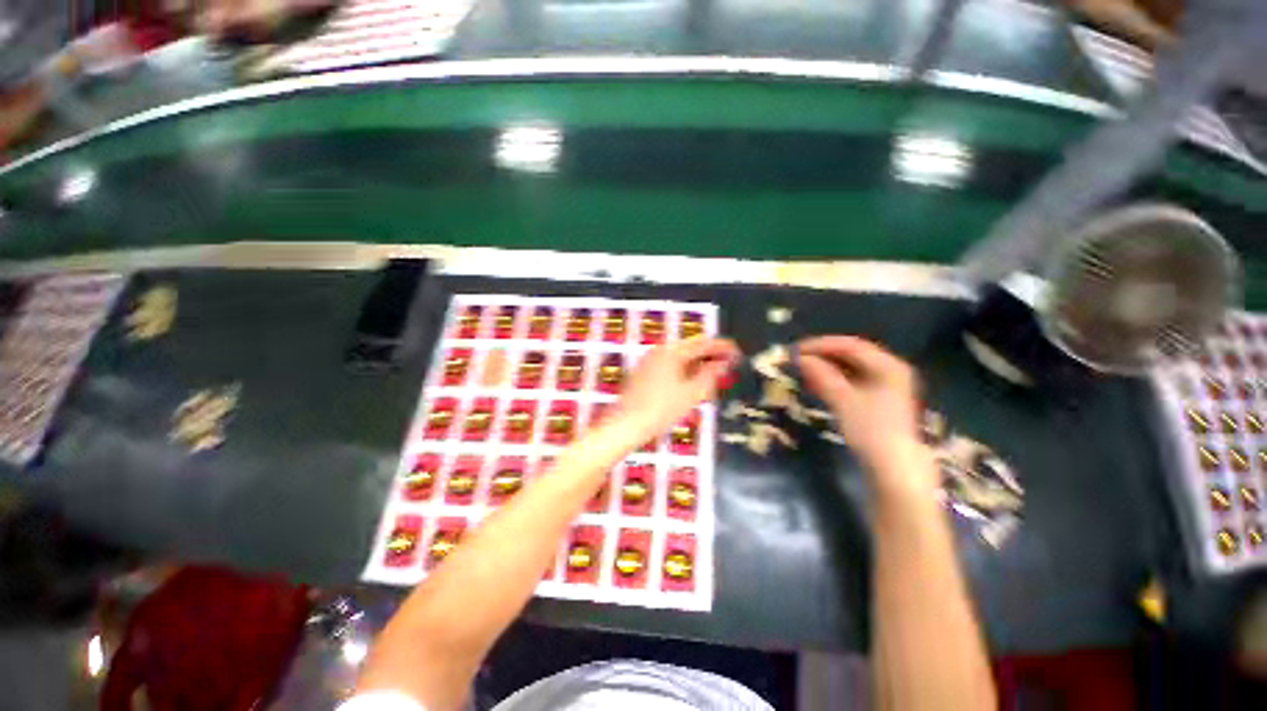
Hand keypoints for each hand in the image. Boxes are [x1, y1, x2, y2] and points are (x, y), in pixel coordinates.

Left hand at [614, 337, 740, 440]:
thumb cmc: (661, 409)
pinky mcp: (642, 373)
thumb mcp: (691, 394)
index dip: (722, 347)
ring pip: (679, 358)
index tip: (737, 352)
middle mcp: (659, 351)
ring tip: (712, 375)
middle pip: (690, 348)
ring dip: (697, 364)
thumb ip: (709, 375)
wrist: (626, 425)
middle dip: (709, 356)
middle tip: (727, 365)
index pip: (702, 343)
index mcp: (672, 352)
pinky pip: (669, 365)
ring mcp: (648, 361)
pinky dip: (683, 370)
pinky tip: (690, 383)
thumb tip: (722, 363)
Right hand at [798, 336, 927, 477]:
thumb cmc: (871, 430)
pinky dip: (832, 379)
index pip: (850, 345)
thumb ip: (821, 375)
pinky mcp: (877, 399)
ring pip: (849, 367)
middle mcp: (889, 370)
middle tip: (796, 359)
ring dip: (825, 366)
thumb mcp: (843, 400)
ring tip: (802, 369)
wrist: (893, 467)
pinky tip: (815, 382)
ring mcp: (885, 385)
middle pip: (851, 354)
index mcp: (888, 365)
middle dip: (822, 355)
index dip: (820, 345)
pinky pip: (851, 380)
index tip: (795, 350)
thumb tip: (799, 358)